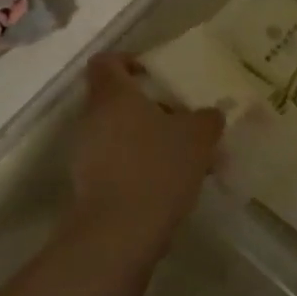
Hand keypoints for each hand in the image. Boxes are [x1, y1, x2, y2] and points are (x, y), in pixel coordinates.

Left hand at [69, 54, 223, 256]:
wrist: (119, 233)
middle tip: (185, 121)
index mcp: (113, 96)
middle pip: (118, 102)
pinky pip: (118, 165)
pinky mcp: (89, 187)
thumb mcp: (197, 137)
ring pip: (120, 135)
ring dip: (150, 141)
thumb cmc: (157, 168)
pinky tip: (172, 186)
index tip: (155, 74)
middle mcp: (92, 119)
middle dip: (152, 109)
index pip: (106, 62)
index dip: (128, 61)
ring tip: (188, 159)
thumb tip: (210, 114)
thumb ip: (207, 118)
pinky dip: (141, 168)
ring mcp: (86, 155)